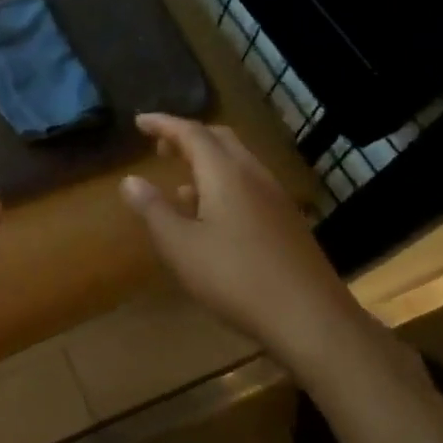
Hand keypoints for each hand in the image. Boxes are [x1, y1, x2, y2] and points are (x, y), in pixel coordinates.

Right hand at [119, 113, 364, 373]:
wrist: (312, 320)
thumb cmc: (236, 278)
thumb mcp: (180, 246)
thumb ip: (153, 209)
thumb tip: (130, 180)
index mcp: (225, 173)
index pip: (191, 132)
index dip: (163, 123)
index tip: (139, 122)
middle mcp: (253, 175)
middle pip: (219, 139)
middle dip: (187, 136)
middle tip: (160, 146)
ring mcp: (275, 198)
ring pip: (237, 162)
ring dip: (206, 161)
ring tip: (180, 182)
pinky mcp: (287, 222)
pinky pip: (249, 185)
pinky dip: (223, 183)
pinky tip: (211, 216)